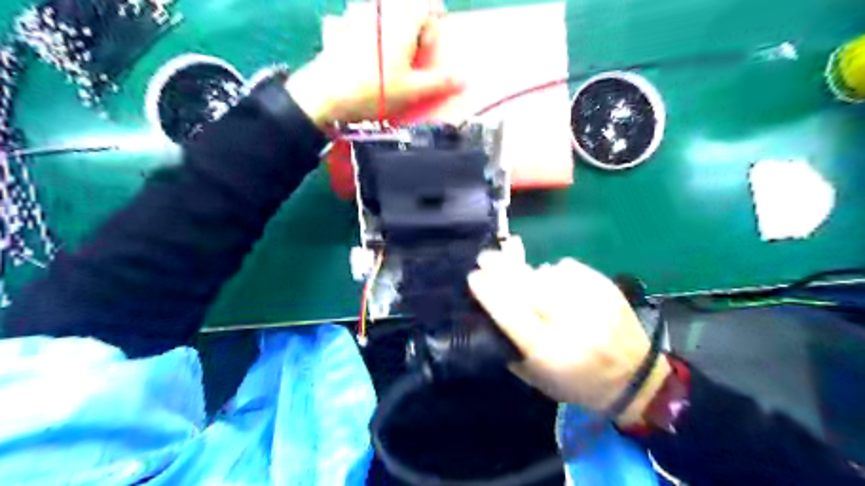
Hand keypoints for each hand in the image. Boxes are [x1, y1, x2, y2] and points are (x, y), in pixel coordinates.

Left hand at [287, 0, 462, 127]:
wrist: (326, 95)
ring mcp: (353, 14)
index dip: (434, 24)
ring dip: (386, 27)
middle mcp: (379, 9)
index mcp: (402, 19)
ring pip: (378, 11)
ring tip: (386, 56)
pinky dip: (360, 33)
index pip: (428, 5)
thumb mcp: (413, 90)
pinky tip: (358, 54)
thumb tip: (464, 78)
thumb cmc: (375, 91)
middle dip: (411, 26)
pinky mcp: (335, 28)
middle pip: (403, 7)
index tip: (429, 48)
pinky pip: (352, 21)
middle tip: (410, 54)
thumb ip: (440, 81)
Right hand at [470, 239, 670, 425]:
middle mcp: (571, 323)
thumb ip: (510, 346)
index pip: (511, 313)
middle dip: (500, 267)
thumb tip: (487, 312)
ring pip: (546, 272)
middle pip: (527, 285)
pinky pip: (568, 267)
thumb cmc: (577, 382)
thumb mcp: (537, 378)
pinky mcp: (605, 287)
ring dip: (531, 274)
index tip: (473, 277)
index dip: (489, 292)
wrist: (634, 378)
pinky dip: (555, 273)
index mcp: (550, 350)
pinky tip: (556, 284)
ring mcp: (591, 301)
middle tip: (485, 257)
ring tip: (530, 284)